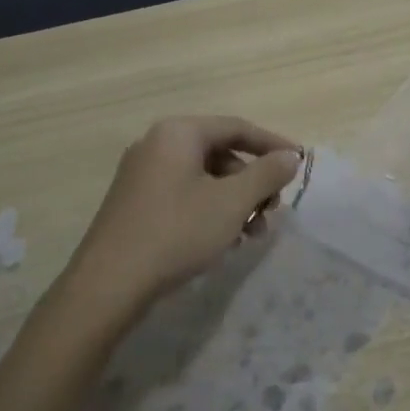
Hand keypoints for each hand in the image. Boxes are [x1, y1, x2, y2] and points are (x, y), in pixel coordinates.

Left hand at [70, 116, 300, 307]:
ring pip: (203, 178)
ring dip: (234, 201)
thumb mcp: (232, 202)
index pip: (236, 127)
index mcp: (178, 133)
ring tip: (251, 234)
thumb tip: (290, 156)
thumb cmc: (177, 232)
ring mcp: (141, 174)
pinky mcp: (135, 203)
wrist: (110, 283)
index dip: (273, 145)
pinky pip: (184, 195)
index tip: (300, 164)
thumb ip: (266, 174)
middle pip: (220, 153)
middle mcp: (156, 144)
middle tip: (272, 210)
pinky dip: (210, 211)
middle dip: (252, 181)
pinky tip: (222, 241)